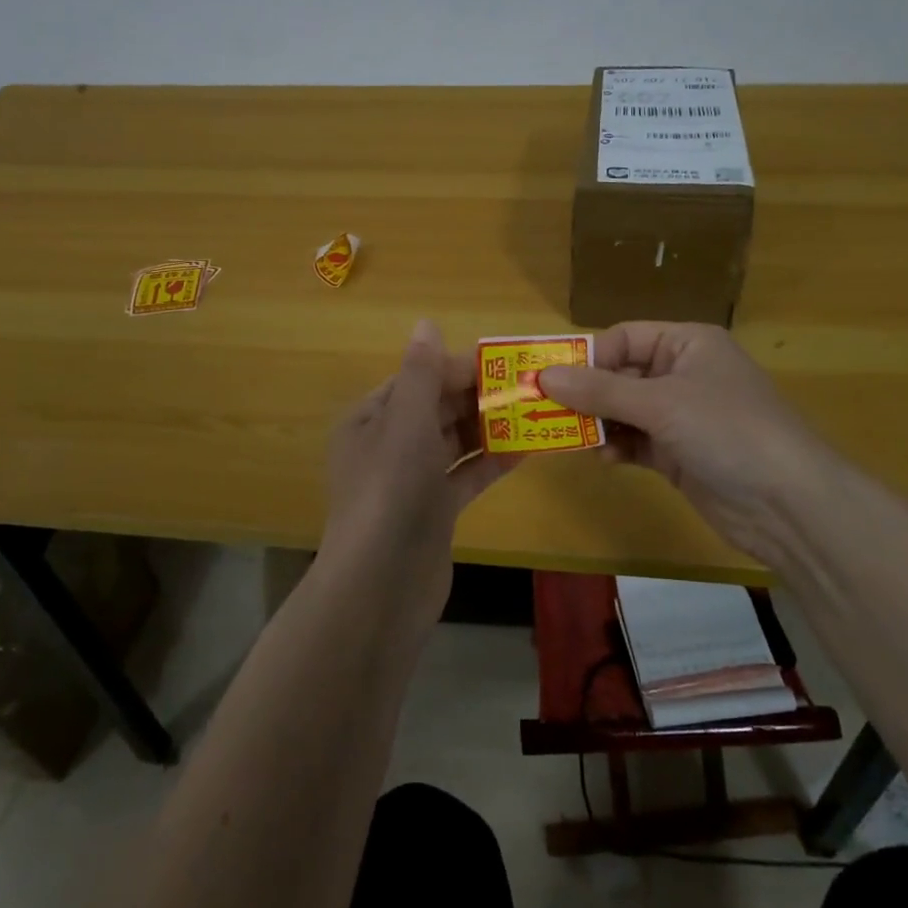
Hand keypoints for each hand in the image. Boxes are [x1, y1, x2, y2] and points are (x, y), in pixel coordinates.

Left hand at [321, 320, 510, 624]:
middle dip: (479, 396)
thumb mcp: (405, 421)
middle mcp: (387, 445)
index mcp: (370, 418)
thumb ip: (421, 372)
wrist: (382, 584)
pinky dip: (491, 462)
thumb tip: (426, 323)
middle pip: (437, 408)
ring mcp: (411, 480)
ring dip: (490, 427)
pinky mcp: (434, 511)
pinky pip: (465, 475)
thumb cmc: (391, 490)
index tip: (504, 362)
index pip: (416, 379)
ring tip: (537, 412)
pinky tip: (527, 451)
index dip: (456, 367)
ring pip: (454, 442)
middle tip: (531, 386)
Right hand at [540, 322, 852, 568]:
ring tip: (564, 438)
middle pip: (620, 375)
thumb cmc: (727, 430)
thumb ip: (600, 390)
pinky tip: (601, 459)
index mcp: (687, 344)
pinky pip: (636, 442)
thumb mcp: (661, 403)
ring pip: (624, 412)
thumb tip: (543, 377)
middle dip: (585, 394)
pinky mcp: (680, 455)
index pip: (624, 338)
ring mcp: (682, 417)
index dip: (587, 357)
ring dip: (597, 424)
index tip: (547, 379)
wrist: (790, 505)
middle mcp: (683, 374)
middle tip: (543, 412)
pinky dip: (616, 447)